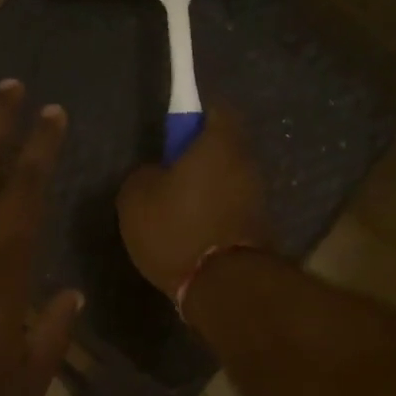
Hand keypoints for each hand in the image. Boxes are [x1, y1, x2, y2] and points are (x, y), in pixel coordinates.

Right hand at [116, 106, 274, 299]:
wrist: (222, 285)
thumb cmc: (176, 229)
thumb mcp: (135, 197)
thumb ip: (145, 174)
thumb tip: (157, 174)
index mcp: (219, 144)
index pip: (218, 109)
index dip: (197, 115)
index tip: (177, 131)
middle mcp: (247, 164)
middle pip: (225, 148)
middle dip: (201, 157)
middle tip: (169, 175)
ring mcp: (258, 198)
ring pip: (229, 180)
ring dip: (209, 189)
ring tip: (178, 211)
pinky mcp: (259, 228)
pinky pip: (233, 209)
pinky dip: (216, 215)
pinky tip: (194, 233)